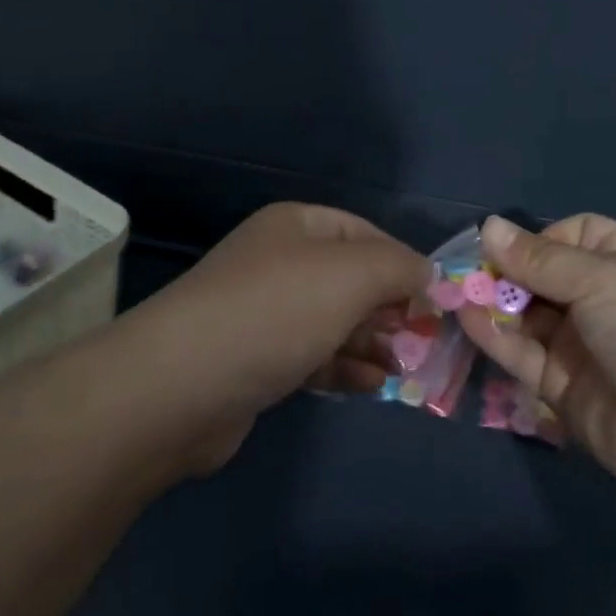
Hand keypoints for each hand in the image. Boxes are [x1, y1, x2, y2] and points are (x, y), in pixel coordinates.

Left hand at [118, 203, 429, 473]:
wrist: (179, 388)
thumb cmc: (274, 313)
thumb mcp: (350, 275)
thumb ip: (399, 267)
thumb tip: (427, 274)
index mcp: (296, 227)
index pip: (366, 233)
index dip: (404, 263)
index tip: (436, 300)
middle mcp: (279, 263)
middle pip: (352, 279)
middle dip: (391, 308)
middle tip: (424, 341)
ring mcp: (265, 313)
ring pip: (335, 321)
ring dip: (373, 343)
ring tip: (405, 368)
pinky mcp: (256, 361)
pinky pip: (313, 356)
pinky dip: (344, 368)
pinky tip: (371, 386)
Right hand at [458, 214, 615, 507]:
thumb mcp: (602, 279)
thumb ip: (539, 259)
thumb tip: (488, 226)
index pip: (576, 235)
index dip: (543, 238)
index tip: (513, 248)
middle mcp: (600, 300)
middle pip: (542, 275)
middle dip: (506, 270)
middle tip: (464, 269)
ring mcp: (579, 344)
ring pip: (526, 314)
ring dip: (492, 301)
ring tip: (453, 289)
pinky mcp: (559, 385)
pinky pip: (521, 352)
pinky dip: (493, 334)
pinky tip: (465, 316)